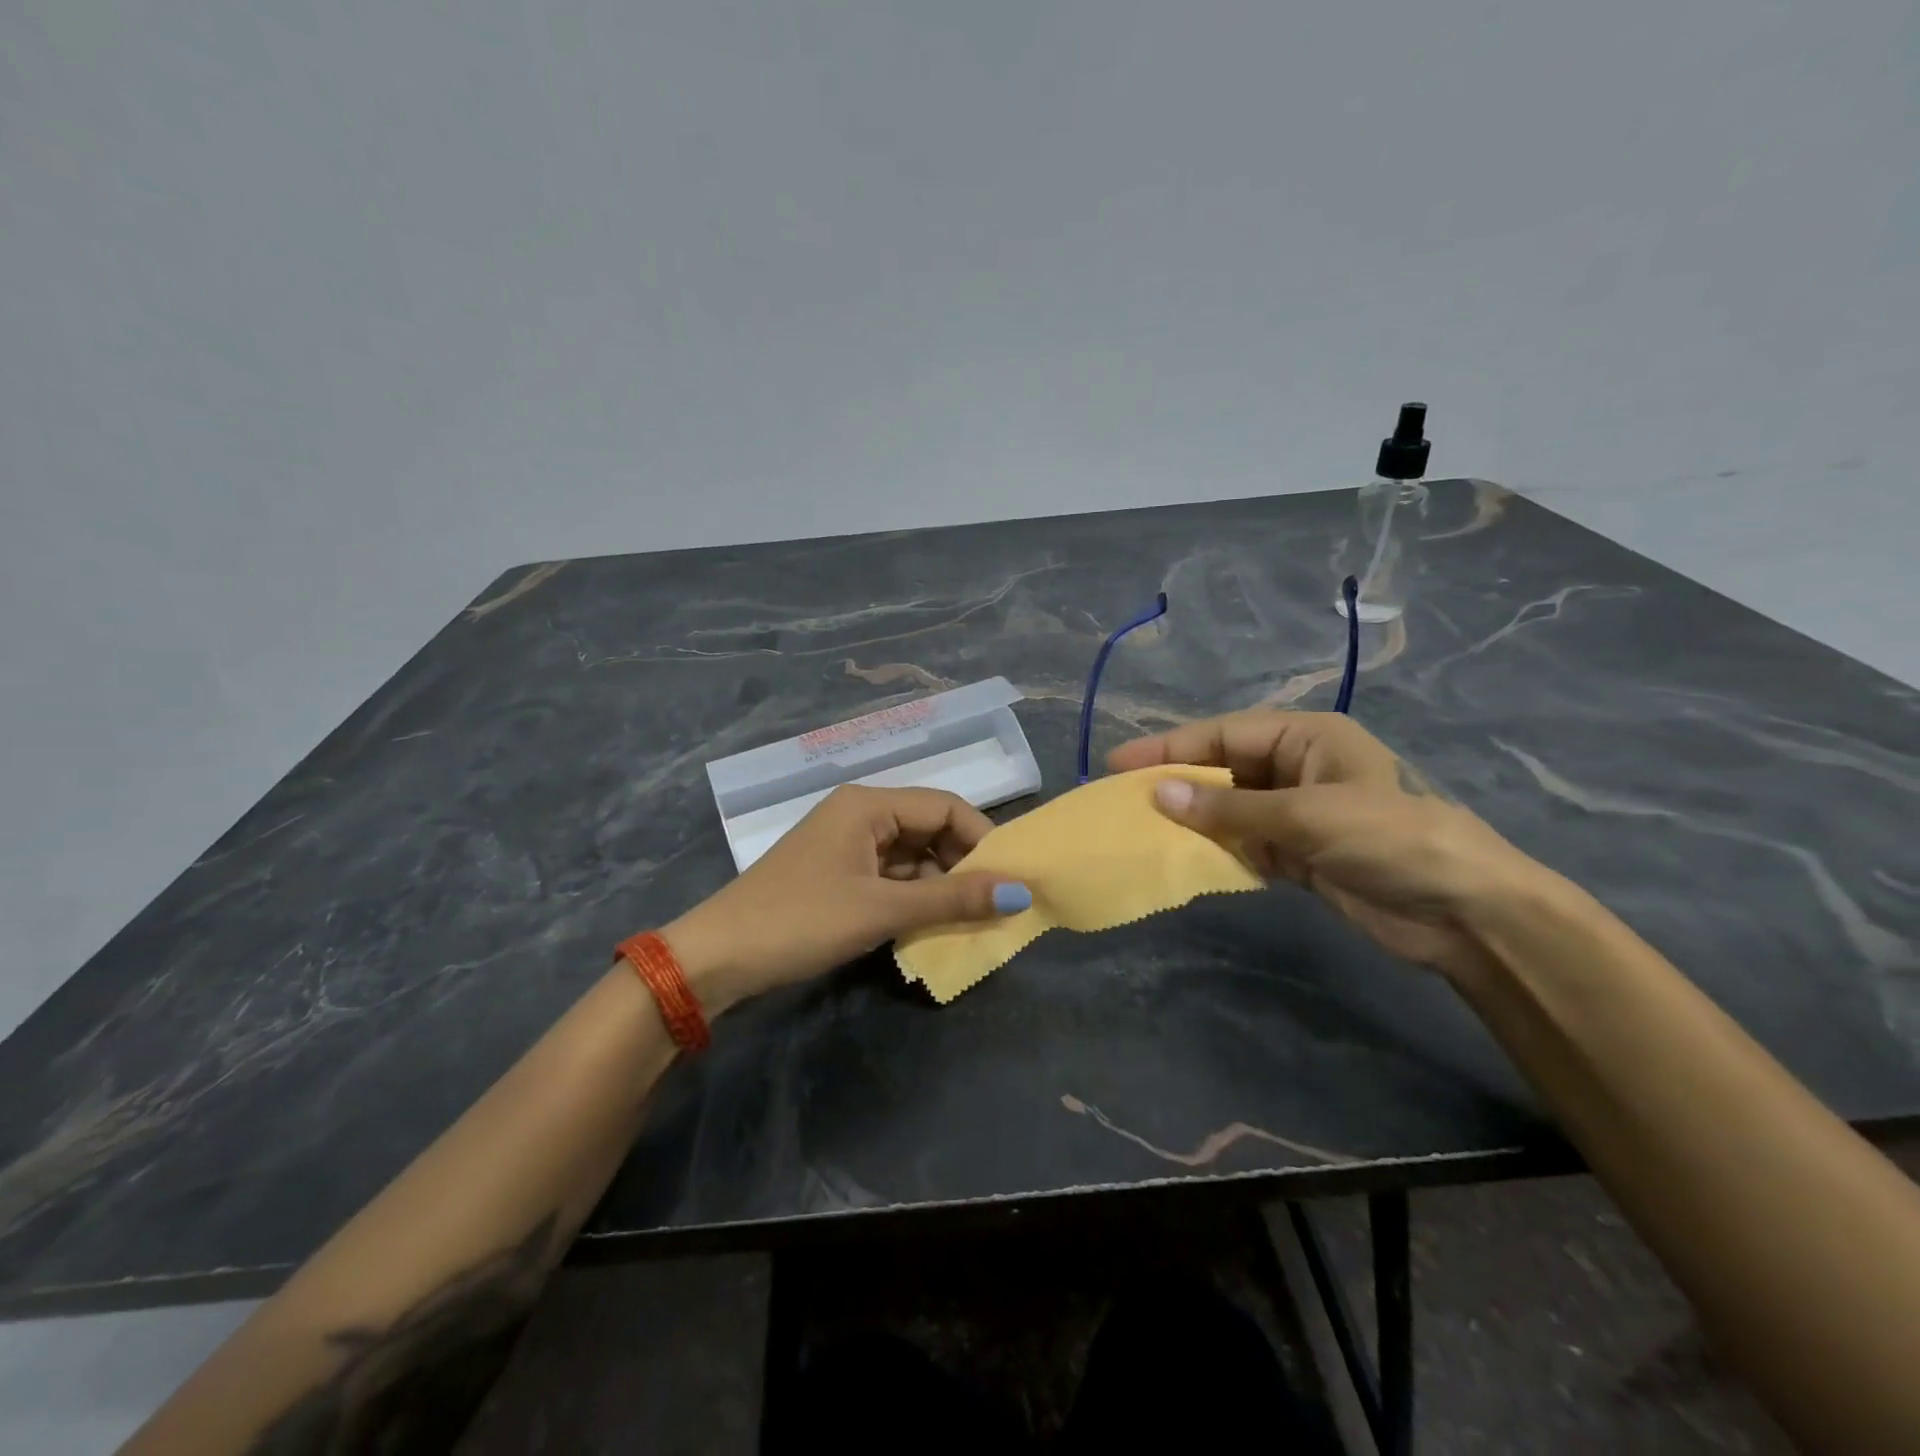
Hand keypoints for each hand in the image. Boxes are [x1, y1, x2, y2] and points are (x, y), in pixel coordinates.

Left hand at [662, 785, 1030, 1014]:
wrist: (716, 958)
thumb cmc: (802, 920)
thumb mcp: (882, 909)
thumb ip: (952, 898)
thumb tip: (1020, 893)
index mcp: (868, 804)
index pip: (945, 805)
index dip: (982, 839)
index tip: (1010, 880)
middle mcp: (860, 814)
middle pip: (929, 828)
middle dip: (962, 864)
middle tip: (993, 905)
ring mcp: (846, 845)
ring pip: (911, 856)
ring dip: (939, 885)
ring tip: (968, 920)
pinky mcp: (837, 874)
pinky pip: (890, 876)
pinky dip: (912, 897)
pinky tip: (929, 925)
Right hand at [1109, 710, 1552, 979]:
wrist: (1463, 912)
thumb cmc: (1390, 840)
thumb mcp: (1306, 816)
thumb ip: (1229, 808)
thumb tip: (1158, 796)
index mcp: (1306, 738)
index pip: (1223, 735)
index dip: (1169, 748)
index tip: (1118, 764)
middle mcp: (1297, 768)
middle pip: (1222, 769)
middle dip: (1176, 783)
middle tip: (1121, 799)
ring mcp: (1297, 813)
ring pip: (1228, 809)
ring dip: (1191, 820)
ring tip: (1140, 829)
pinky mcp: (1299, 854)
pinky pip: (1243, 843)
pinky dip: (1215, 850)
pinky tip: (1182, 858)